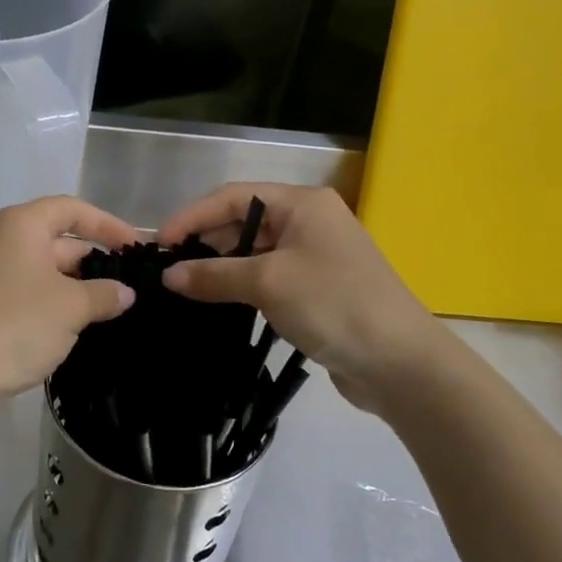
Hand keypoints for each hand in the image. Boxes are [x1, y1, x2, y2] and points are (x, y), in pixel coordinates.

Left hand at [0, 196, 136, 419]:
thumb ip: (104, 294)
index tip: (137, 247)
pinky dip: (59, 303)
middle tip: (133, 285)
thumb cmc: (16, 324)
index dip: (108, 224)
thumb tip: (126, 292)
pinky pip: (33, 293)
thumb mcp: (71, 307)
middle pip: (61, 239)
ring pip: (48, 270)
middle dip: (96, 260)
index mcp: (23, 224)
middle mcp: (6, 240)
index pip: (73, 209)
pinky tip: (80, 326)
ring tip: (115, 309)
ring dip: (80, 286)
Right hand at [157, 183, 456, 414]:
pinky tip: (216, 302)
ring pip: (253, 252)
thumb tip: (168, 276)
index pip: (232, 197)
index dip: (192, 216)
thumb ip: (214, 275)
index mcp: (302, 203)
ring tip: (183, 287)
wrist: (402, 364)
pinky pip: (267, 277)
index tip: (159, 243)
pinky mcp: (316, 288)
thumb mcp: (268, 284)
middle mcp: (308, 221)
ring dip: (221, 267)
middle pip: (242, 222)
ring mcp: (314, 256)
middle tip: (167, 268)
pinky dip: (240, 286)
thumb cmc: (334, 304)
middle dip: (204, 242)